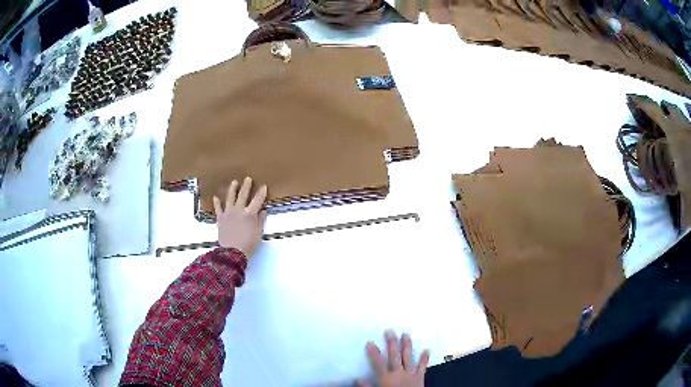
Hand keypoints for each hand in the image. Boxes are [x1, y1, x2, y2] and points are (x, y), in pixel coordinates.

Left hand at [213, 177, 267, 256]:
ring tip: (234, 182)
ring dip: (232, 189)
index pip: (257, 200)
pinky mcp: (220, 219)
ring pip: (230, 198)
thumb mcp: (258, 234)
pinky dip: (217, 203)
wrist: (232, 253)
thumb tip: (263, 210)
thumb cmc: (248, 245)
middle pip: (243, 195)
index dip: (261, 193)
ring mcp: (228, 213)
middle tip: (247, 178)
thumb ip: (260, 221)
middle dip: (246, 186)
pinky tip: (216, 197)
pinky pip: (218, 209)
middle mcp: (238, 210)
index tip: (264, 186)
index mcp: (249, 214)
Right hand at [359, 330, 429, 386]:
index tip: (370, 342)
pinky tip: (427, 350)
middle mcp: (398, 373)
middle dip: (391, 343)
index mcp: (386, 378)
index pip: (378, 363)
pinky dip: (425, 358)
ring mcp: (410, 374)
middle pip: (394, 356)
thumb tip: (357, 380)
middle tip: (390, 331)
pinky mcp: (420, 377)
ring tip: (406, 335)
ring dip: (407, 345)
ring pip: (408, 357)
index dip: (373, 352)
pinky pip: (423, 366)